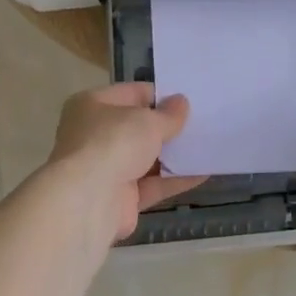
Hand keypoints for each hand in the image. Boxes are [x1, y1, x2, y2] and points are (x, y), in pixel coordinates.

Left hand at [44, 83, 206, 245]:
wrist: (88, 201)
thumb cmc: (114, 143)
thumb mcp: (147, 121)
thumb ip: (168, 114)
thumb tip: (181, 103)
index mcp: (92, 106)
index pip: (131, 94)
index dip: (160, 96)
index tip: (188, 100)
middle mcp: (94, 135)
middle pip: (137, 128)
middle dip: (167, 127)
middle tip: (201, 123)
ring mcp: (106, 169)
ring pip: (146, 158)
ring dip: (174, 155)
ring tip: (207, 146)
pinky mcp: (119, 199)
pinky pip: (152, 185)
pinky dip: (175, 180)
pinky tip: (203, 173)